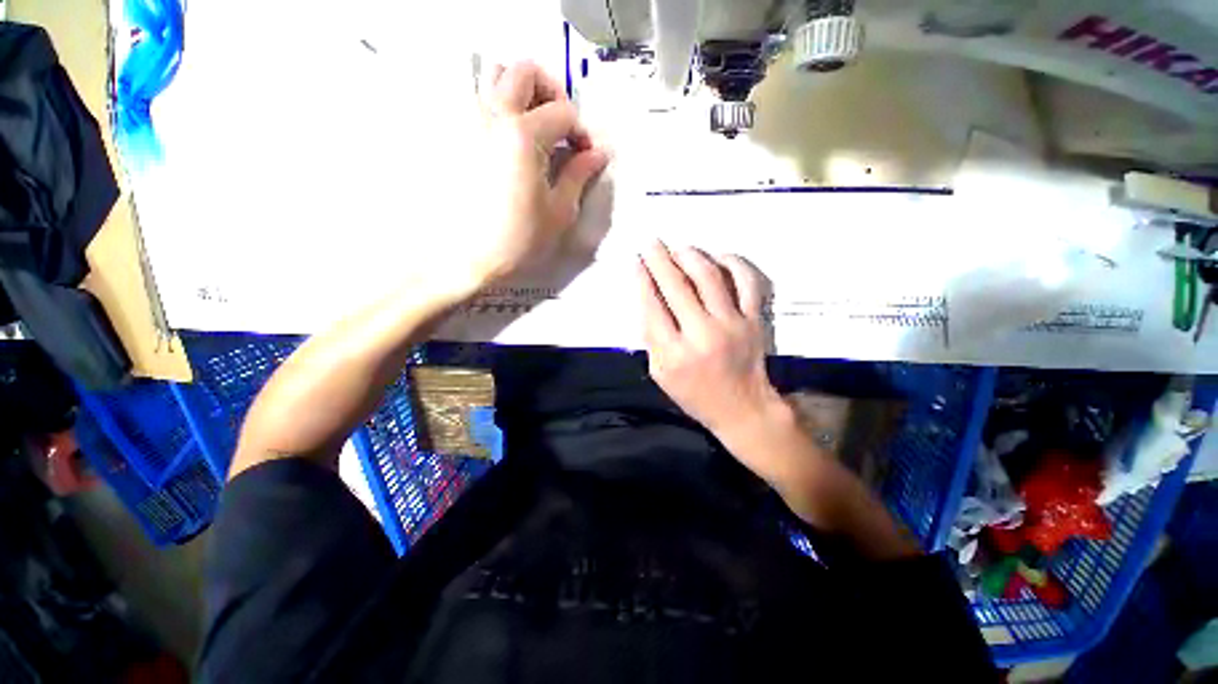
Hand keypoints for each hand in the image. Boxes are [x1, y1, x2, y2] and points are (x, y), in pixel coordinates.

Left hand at [465, 61, 608, 288]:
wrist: (464, 257)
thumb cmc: (517, 240)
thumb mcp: (558, 212)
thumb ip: (579, 175)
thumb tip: (600, 152)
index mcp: (523, 135)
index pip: (564, 112)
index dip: (582, 131)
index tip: (585, 154)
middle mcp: (492, 114)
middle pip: (525, 71)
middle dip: (552, 91)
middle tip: (561, 125)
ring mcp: (466, 120)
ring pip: (493, 76)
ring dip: (521, 90)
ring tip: (533, 124)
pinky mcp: (452, 134)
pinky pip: (474, 101)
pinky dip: (497, 107)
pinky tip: (506, 140)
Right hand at [637, 240, 781, 442]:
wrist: (742, 408)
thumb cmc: (694, 394)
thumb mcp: (660, 374)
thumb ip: (651, 338)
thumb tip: (646, 298)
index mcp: (674, 353)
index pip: (652, 306)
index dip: (642, 279)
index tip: (636, 261)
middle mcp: (702, 334)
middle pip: (676, 286)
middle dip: (660, 259)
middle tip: (651, 242)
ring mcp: (732, 324)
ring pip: (709, 277)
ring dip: (690, 256)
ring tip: (679, 248)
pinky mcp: (754, 319)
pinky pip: (746, 282)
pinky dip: (733, 263)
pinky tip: (718, 255)